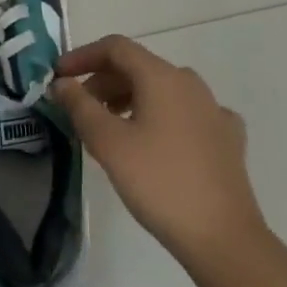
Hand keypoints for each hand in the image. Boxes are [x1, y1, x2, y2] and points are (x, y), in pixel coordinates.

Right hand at [52, 36, 266, 268]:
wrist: (224, 238)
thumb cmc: (159, 183)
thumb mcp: (109, 143)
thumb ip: (80, 106)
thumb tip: (62, 83)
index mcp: (162, 77)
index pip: (116, 48)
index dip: (83, 56)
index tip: (59, 76)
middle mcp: (190, 83)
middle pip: (138, 67)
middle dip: (103, 82)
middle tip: (78, 109)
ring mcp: (213, 109)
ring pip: (162, 90)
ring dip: (129, 99)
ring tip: (108, 128)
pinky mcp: (226, 137)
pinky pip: (184, 113)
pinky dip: (159, 117)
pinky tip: (154, 141)